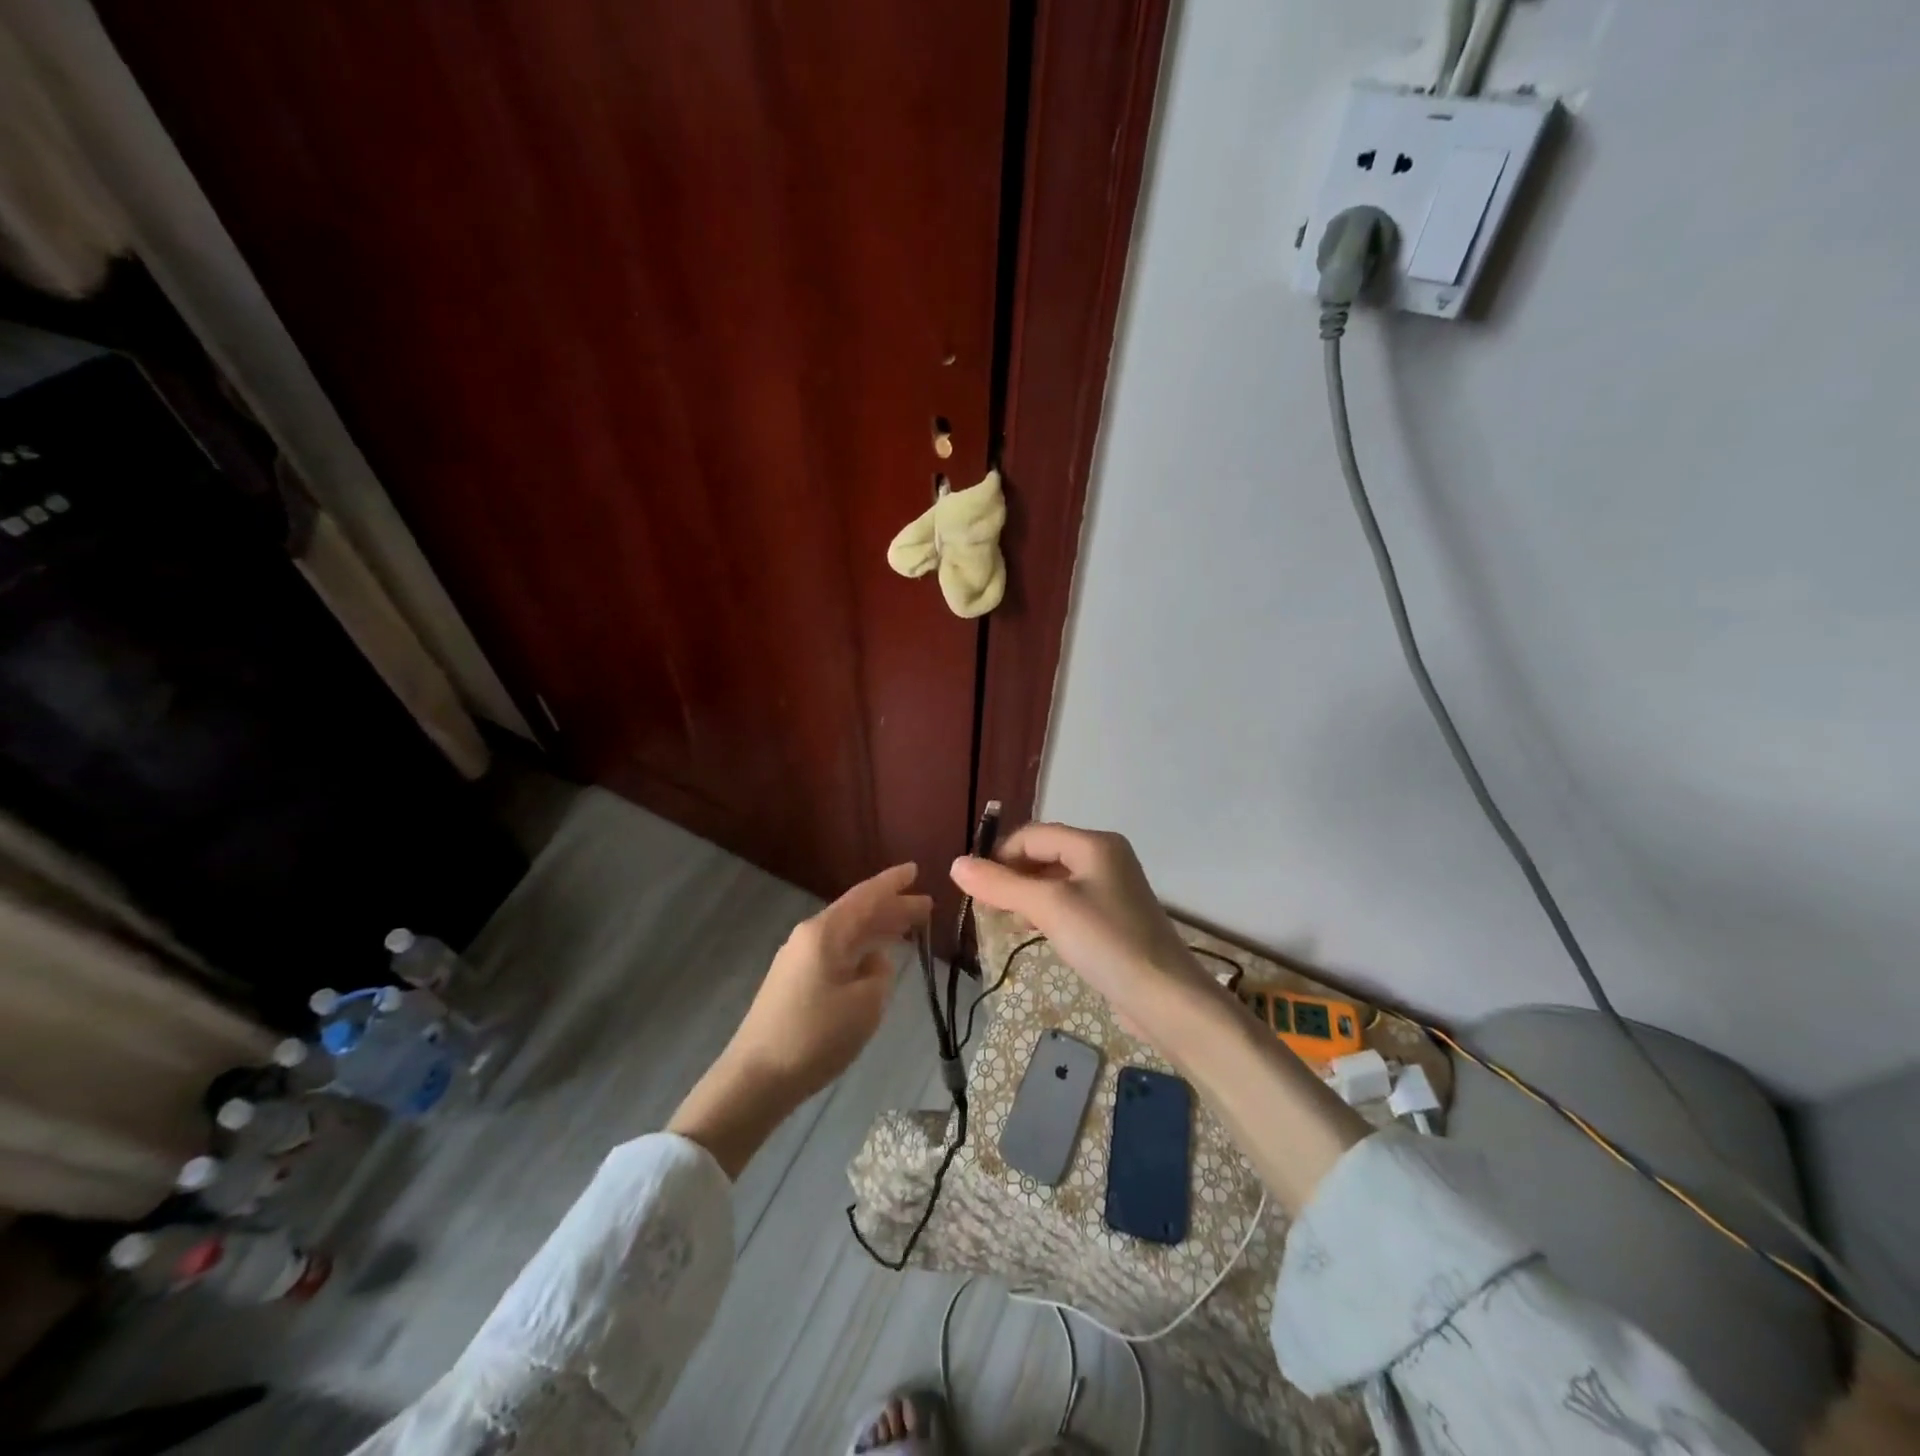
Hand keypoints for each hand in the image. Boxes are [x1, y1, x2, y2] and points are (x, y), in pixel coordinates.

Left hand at [730, 862, 931, 1099]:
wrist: (756, 1077)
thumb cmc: (815, 1035)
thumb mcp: (865, 1005)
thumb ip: (879, 974)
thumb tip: (874, 962)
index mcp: (826, 932)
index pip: (866, 896)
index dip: (893, 883)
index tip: (916, 869)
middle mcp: (809, 936)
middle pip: (857, 913)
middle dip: (892, 909)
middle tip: (926, 906)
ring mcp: (798, 959)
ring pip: (847, 934)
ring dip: (877, 931)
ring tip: (908, 930)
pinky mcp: (793, 982)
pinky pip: (836, 952)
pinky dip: (860, 950)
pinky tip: (875, 961)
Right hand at [955, 826, 1366, 1211]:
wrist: (1166, 999)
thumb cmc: (1107, 942)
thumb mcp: (1049, 908)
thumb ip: (1002, 885)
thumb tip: (956, 864)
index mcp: (1094, 843)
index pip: (1032, 834)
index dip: (1000, 856)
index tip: (976, 890)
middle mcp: (1105, 857)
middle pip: (1044, 853)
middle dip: (1012, 876)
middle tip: (987, 908)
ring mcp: (1112, 889)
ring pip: (1055, 879)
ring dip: (1027, 895)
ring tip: (1005, 921)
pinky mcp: (1114, 919)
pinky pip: (1070, 902)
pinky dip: (1046, 911)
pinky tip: (1035, 933)